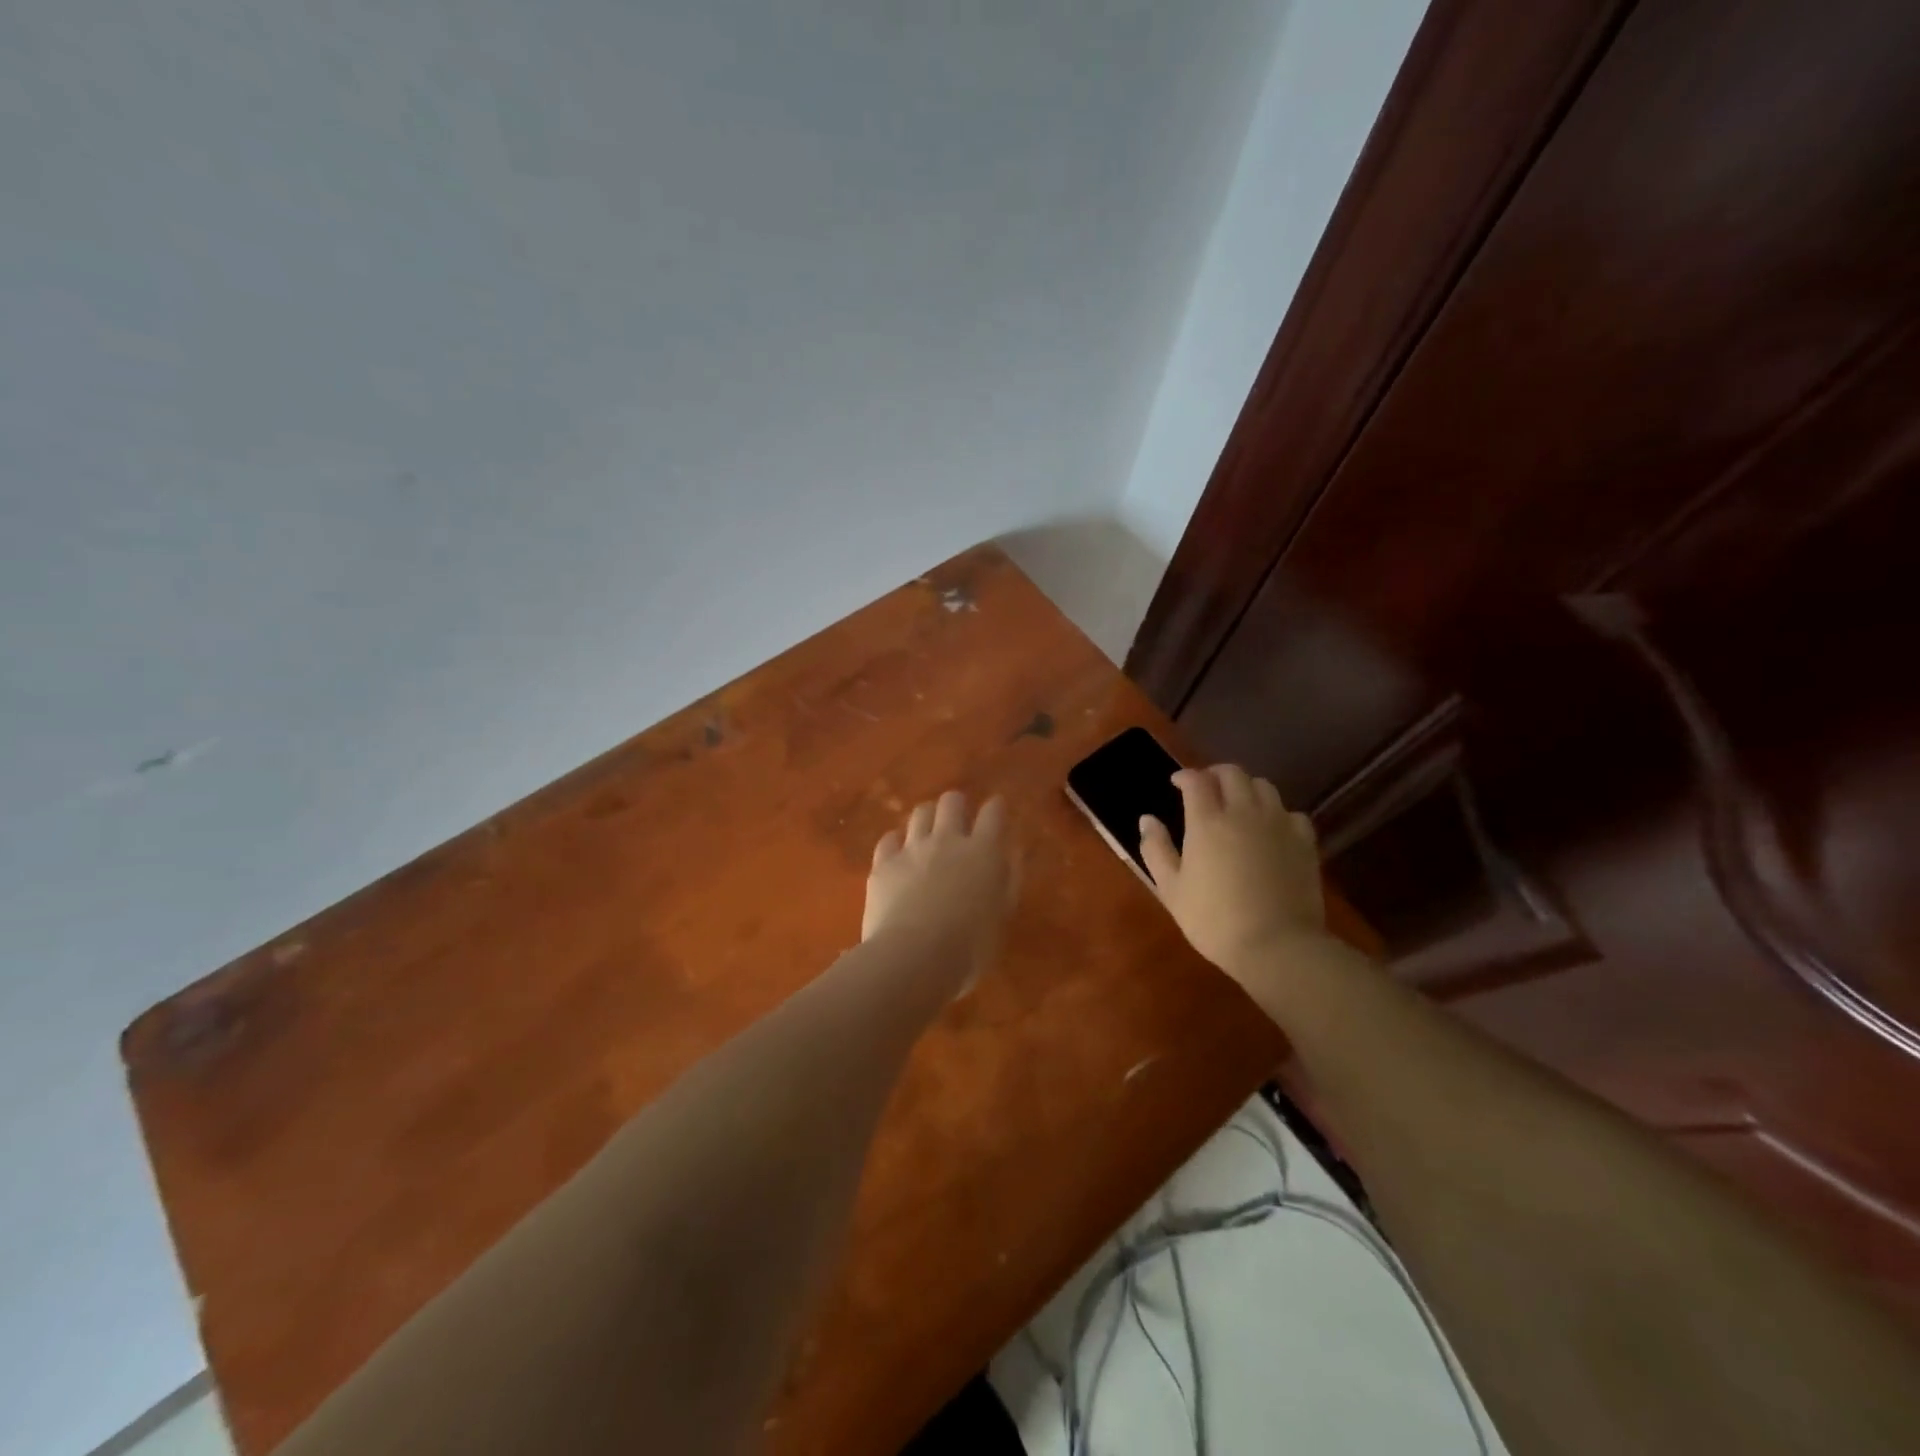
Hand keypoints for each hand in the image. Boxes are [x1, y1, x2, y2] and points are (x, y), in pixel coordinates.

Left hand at [863, 791, 1015, 994]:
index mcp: (983, 852)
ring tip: (928, 832)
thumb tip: (1010, 855)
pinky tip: (899, 853)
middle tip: (959, 820)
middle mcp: (948, 840)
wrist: (912, 958)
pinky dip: (896, 842)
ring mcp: (912, 848)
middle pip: (952, 801)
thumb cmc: (969, 948)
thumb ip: (1008, 880)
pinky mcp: (884, 863)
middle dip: (957, 805)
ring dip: (927, 818)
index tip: (996, 809)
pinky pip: (889, 838)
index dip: (996, 807)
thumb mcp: (1002, 917)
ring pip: (920, 812)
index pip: (993, 813)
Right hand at [1138, 765, 1324, 977]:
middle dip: (1215, 774)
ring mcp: (1278, 824)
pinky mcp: (1304, 842)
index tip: (1176, 783)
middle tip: (1206, 788)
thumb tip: (1147, 819)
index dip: (1185, 776)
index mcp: (1207, 821)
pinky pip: (1291, 812)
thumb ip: (1156, 850)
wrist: (1277, 945)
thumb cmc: (1214, 920)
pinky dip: (1277, 813)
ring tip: (1238, 803)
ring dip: (1246, 787)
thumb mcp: (1171, 889)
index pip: (1196, 780)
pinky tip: (1271, 828)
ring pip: (1264, 786)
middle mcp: (1244, 812)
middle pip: (1233, 773)